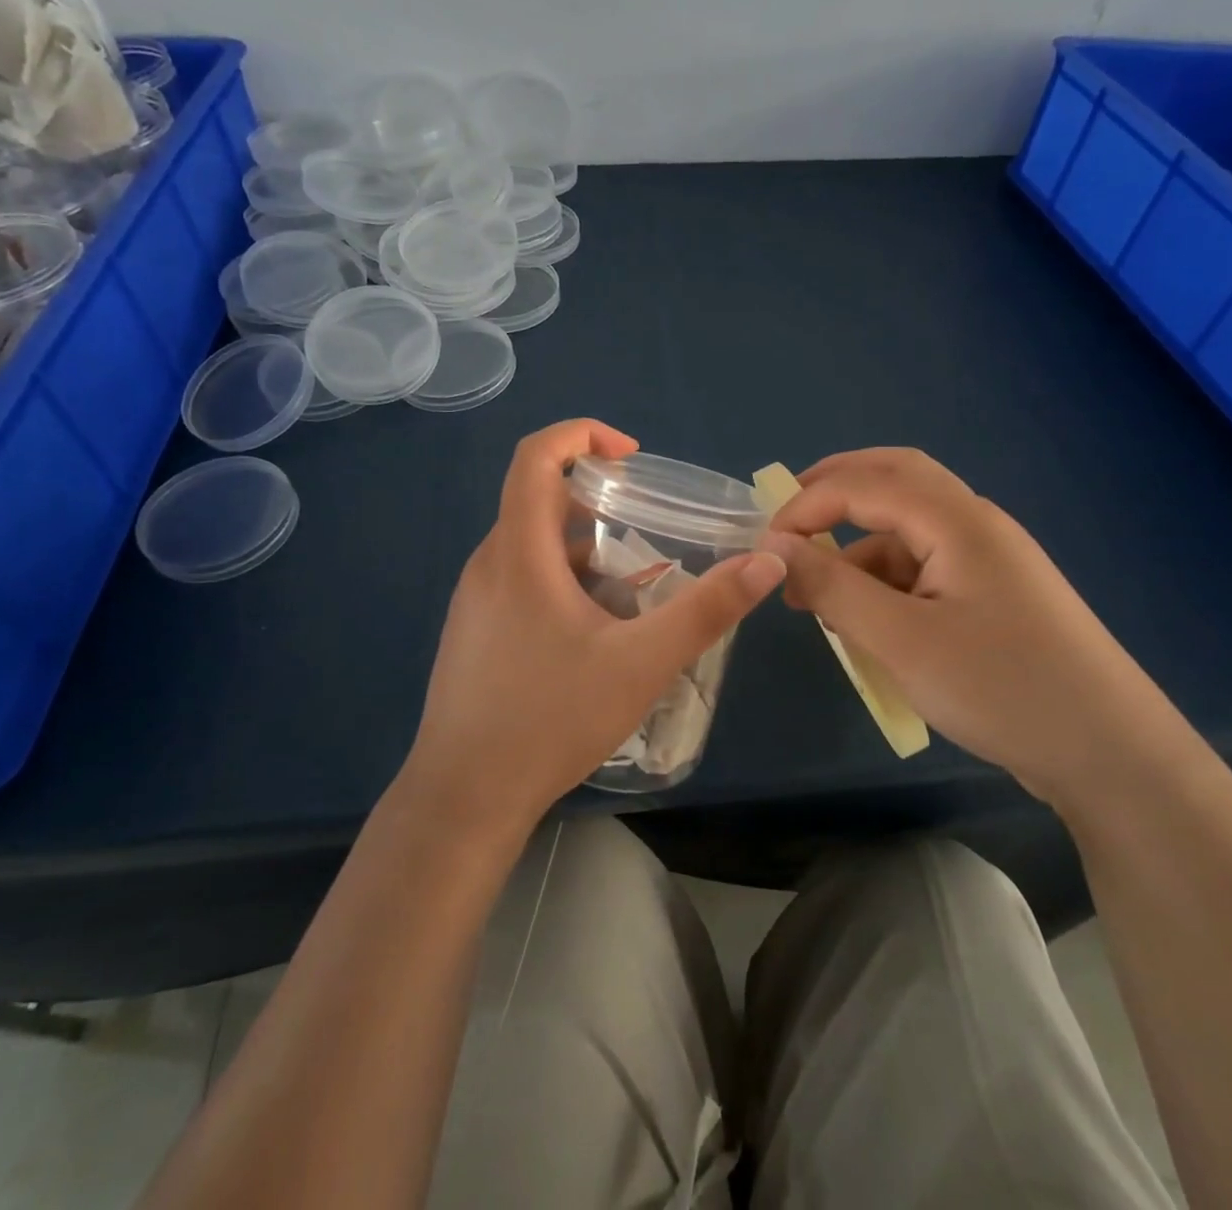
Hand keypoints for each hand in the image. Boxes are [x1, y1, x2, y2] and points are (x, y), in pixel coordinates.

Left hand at [401, 419, 786, 835]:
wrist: (465, 797)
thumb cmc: (551, 719)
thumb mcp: (643, 663)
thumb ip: (707, 609)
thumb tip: (766, 561)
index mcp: (519, 553)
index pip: (535, 455)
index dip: (582, 434)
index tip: (631, 456)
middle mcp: (489, 564)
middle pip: (539, 500)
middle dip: (598, 501)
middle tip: (649, 528)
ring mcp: (475, 600)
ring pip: (533, 547)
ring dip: (585, 550)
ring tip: (635, 590)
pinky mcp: (474, 632)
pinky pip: (522, 581)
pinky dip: (564, 582)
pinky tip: (597, 634)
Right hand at [762, 448, 1188, 803]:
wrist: (1109, 753)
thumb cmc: (1000, 687)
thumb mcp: (900, 640)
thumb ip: (831, 586)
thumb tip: (775, 547)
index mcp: (957, 520)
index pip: (865, 484)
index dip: (807, 505)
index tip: (765, 546)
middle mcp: (974, 523)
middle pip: (895, 478)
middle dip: (835, 490)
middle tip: (787, 520)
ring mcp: (988, 558)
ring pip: (908, 527)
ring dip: (858, 547)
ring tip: (820, 601)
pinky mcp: (993, 593)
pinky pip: (925, 566)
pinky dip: (886, 580)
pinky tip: (869, 625)